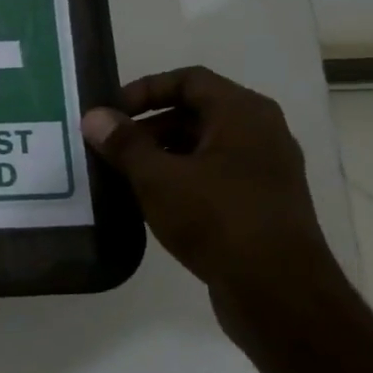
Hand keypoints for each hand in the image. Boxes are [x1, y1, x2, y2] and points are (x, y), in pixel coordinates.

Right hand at [81, 66, 338, 296]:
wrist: (278, 291)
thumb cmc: (218, 219)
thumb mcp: (158, 178)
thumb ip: (124, 144)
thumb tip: (94, 117)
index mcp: (243, 114)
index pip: (188, 80)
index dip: (144, 89)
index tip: (110, 114)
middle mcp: (260, 134)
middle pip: (194, 112)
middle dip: (147, 126)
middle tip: (109, 148)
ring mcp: (263, 171)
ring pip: (201, 147)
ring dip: (159, 156)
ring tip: (121, 176)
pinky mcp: (258, 204)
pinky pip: (211, 177)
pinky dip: (178, 180)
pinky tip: (149, 203)